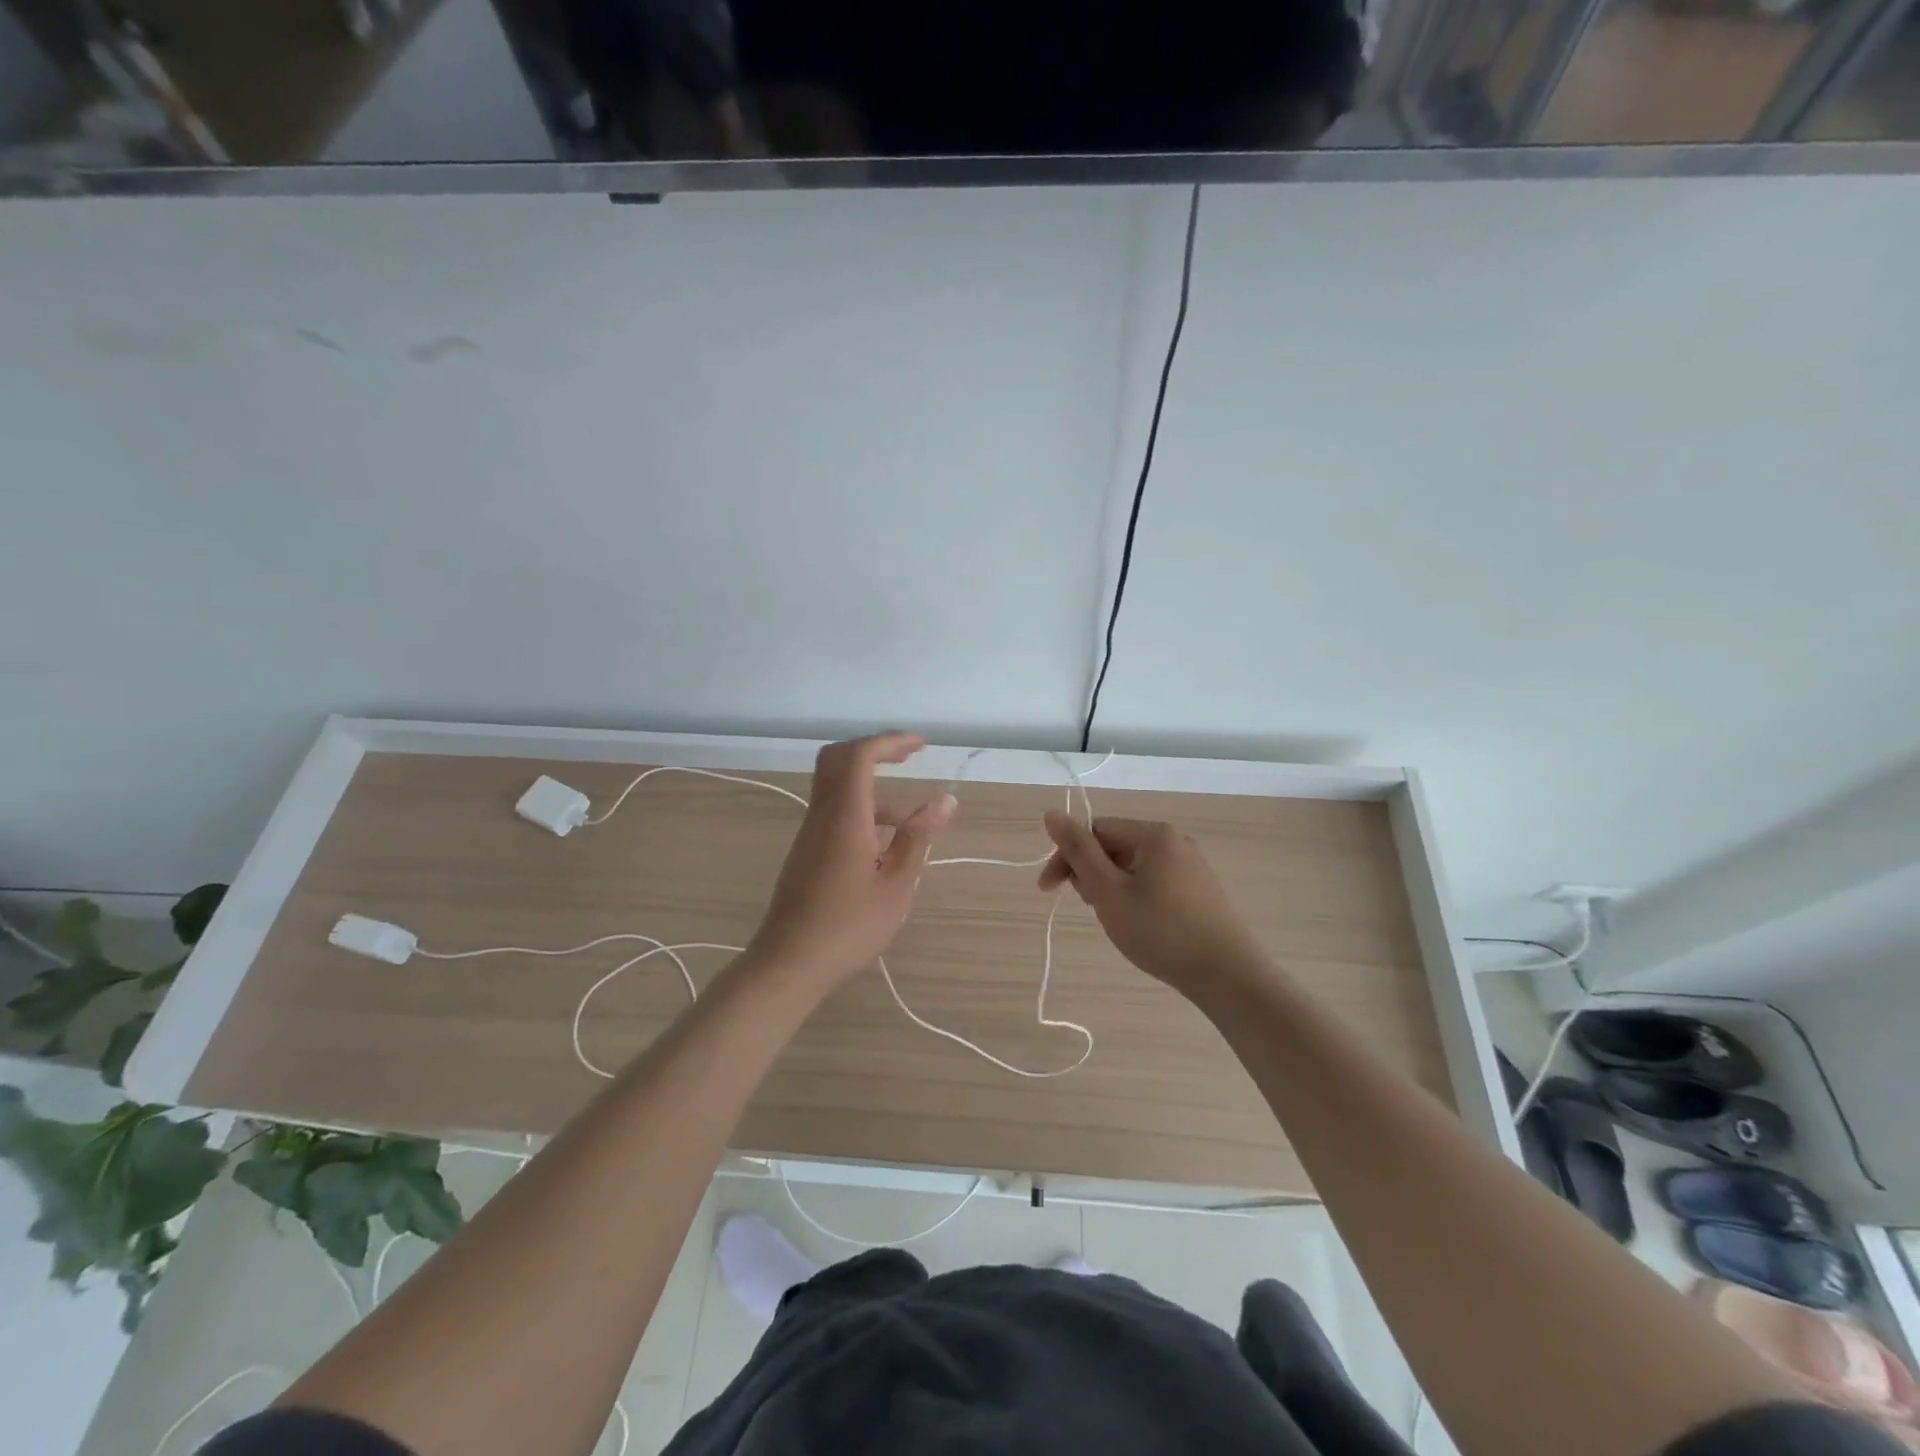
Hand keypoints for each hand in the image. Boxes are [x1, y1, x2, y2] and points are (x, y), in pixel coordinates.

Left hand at [748, 734, 954, 986]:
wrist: (789, 962)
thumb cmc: (848, 927)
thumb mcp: (896, 885)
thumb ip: (918, 838)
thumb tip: (945, 800)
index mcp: (845, 817)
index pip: (860, 756)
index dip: (890, 742)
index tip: (921, 746)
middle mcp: (822, 815)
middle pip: (838, 759)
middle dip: (875, 749)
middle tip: (908, 758)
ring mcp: (810, 832)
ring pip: (837, 787)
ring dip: (873, 787)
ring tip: (912, 822)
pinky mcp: (807, 850)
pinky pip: (834, 811)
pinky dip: (862, 810)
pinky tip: (886, 845)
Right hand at [1039, 814, 1267, 994]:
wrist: (1227, 975)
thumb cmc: (1160, 931)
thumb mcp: (1108, 891)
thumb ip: (1078, 851)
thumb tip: (1051, 812)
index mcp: (1153, 834)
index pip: (1094, 831)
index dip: (1067, 858)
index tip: (1049, 891)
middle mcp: (1175, 841)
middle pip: (1114, 847)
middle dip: (1092, 875)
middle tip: (1093, 909)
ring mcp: (1192, 866)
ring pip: (1133, 868)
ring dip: (1112, 889)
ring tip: (1117, 922)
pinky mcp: (1201, 891)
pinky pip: (1155, 883)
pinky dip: (1136, 899)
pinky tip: (1142, 927)